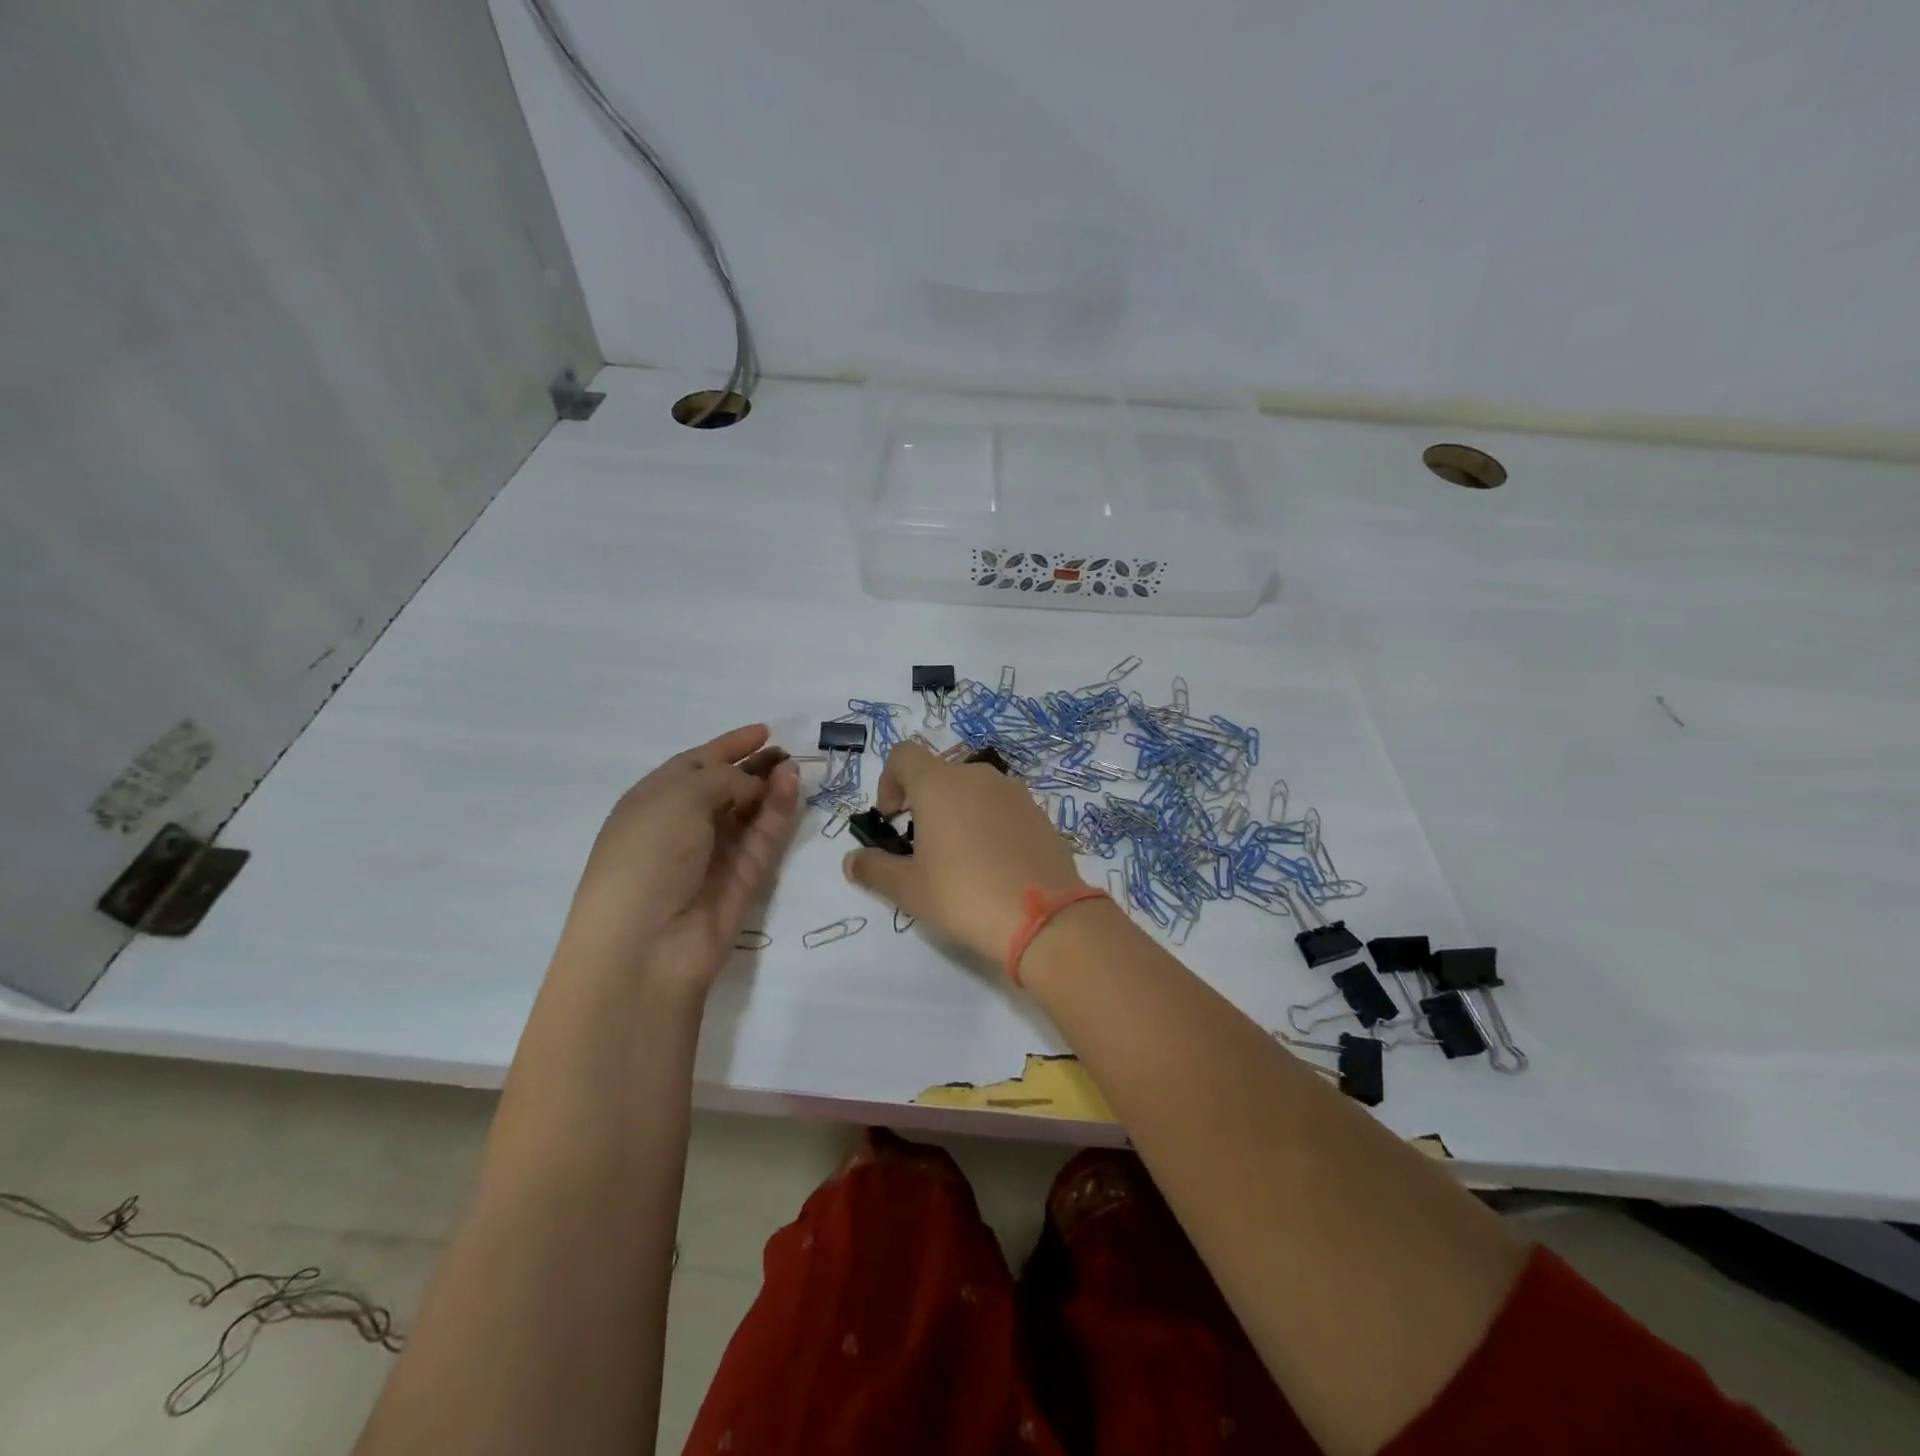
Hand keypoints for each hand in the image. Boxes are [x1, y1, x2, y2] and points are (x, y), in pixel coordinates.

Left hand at [556, 724, 800, 994]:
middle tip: (787, 751)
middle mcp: (683, 825)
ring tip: (795, 765)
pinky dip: (779, 812)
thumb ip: (724, 779)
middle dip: (755, 766)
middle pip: (726, 787)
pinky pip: (764, 837)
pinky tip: (793, 787)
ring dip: (771, 786)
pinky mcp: (743, 878)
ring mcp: (715, 853)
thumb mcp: (679, 798)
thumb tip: (755, 785)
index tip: (763, 731)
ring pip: (750, 812)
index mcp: (653, 801)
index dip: (728, 746)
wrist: (646, 944)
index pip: (695, 764)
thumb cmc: (647, 856)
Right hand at [842, 740, 1087, 965]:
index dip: (889, 781)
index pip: (904, 755)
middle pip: (939, 774)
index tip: (891, 818)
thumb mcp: (909, 889)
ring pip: (973, 790)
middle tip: (921, 846)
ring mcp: (1014, 792)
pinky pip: (1002, 807)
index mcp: (940, 784)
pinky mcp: (1039, 812)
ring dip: (957, 812)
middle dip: (923, 802)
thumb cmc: (964, 895)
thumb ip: (874, 869)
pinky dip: (988, 823)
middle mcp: (977, 776)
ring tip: (959, 858)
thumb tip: (852, 861)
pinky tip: (993, 865)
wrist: (1044, 917)